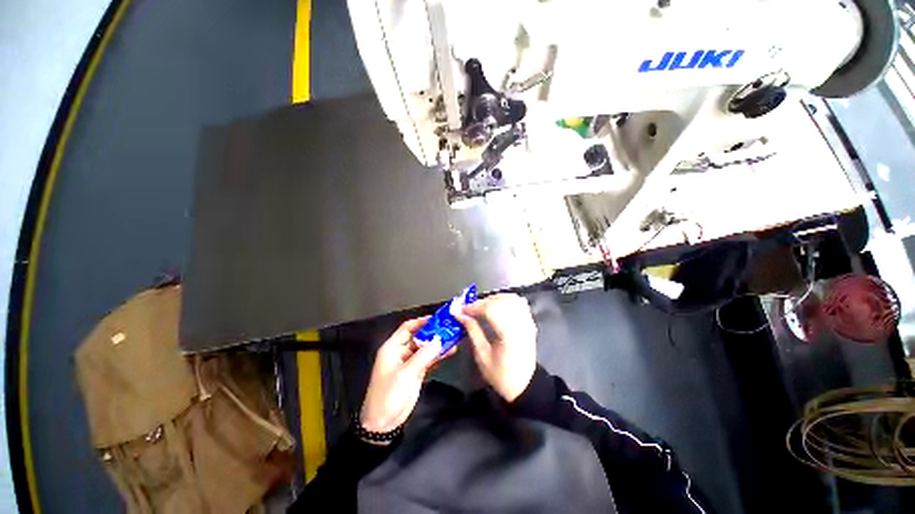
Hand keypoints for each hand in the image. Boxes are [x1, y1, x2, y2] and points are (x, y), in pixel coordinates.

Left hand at [360, 317, 455, 433]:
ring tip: (454, 337)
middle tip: (450, 327)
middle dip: (433, 332)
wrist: (383, 423)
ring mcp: (409, 363)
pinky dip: (438, 355)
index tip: (438, 318)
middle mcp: (401, 352)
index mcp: (392, 348)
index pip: (407, 328)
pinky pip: (428, 360)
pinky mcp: (416, 372)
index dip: (421, 321)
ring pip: (425, 348)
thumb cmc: (389, 394)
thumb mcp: (406, 373)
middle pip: (419, 337)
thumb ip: (424, 355)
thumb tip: (439, 339)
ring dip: (438, 344)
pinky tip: (450, 351)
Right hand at [455, 294, 536, 401]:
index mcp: (509, 335)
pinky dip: (505, 300)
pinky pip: (518, 302)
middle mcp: (520, 324)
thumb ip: (472, 331)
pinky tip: (496, 306)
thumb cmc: (501, 375)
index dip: (474, 306)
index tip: (460, 309)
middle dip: (481, 302)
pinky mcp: (529, 322)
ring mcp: (527, 322)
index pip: (491, 309)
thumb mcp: (482, 356)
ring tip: (481, 307)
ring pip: (510, 298)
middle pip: (500, 301)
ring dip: (493, 299)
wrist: (524, 385)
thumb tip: (460, 315)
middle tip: (468, 309)